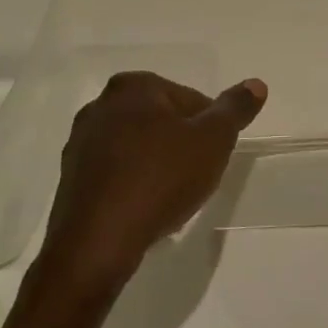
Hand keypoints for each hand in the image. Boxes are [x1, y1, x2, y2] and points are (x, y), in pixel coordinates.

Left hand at [39, 72, 267, 292]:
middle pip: (162, 120)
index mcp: (134, 86)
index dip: (209, 128)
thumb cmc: (161, 179)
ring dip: (158, 164)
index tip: (213, 156)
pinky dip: (134, 183)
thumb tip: (256, 84)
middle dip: (182, 144)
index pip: (190, 99)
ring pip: (138, 146)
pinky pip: (116, 172)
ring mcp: (80, 142)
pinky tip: (146, 208)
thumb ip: (235, 109)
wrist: (98, 242)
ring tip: (172, 196)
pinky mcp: (71, 177)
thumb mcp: (213, 140)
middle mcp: (101, 105)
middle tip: (197, 176)